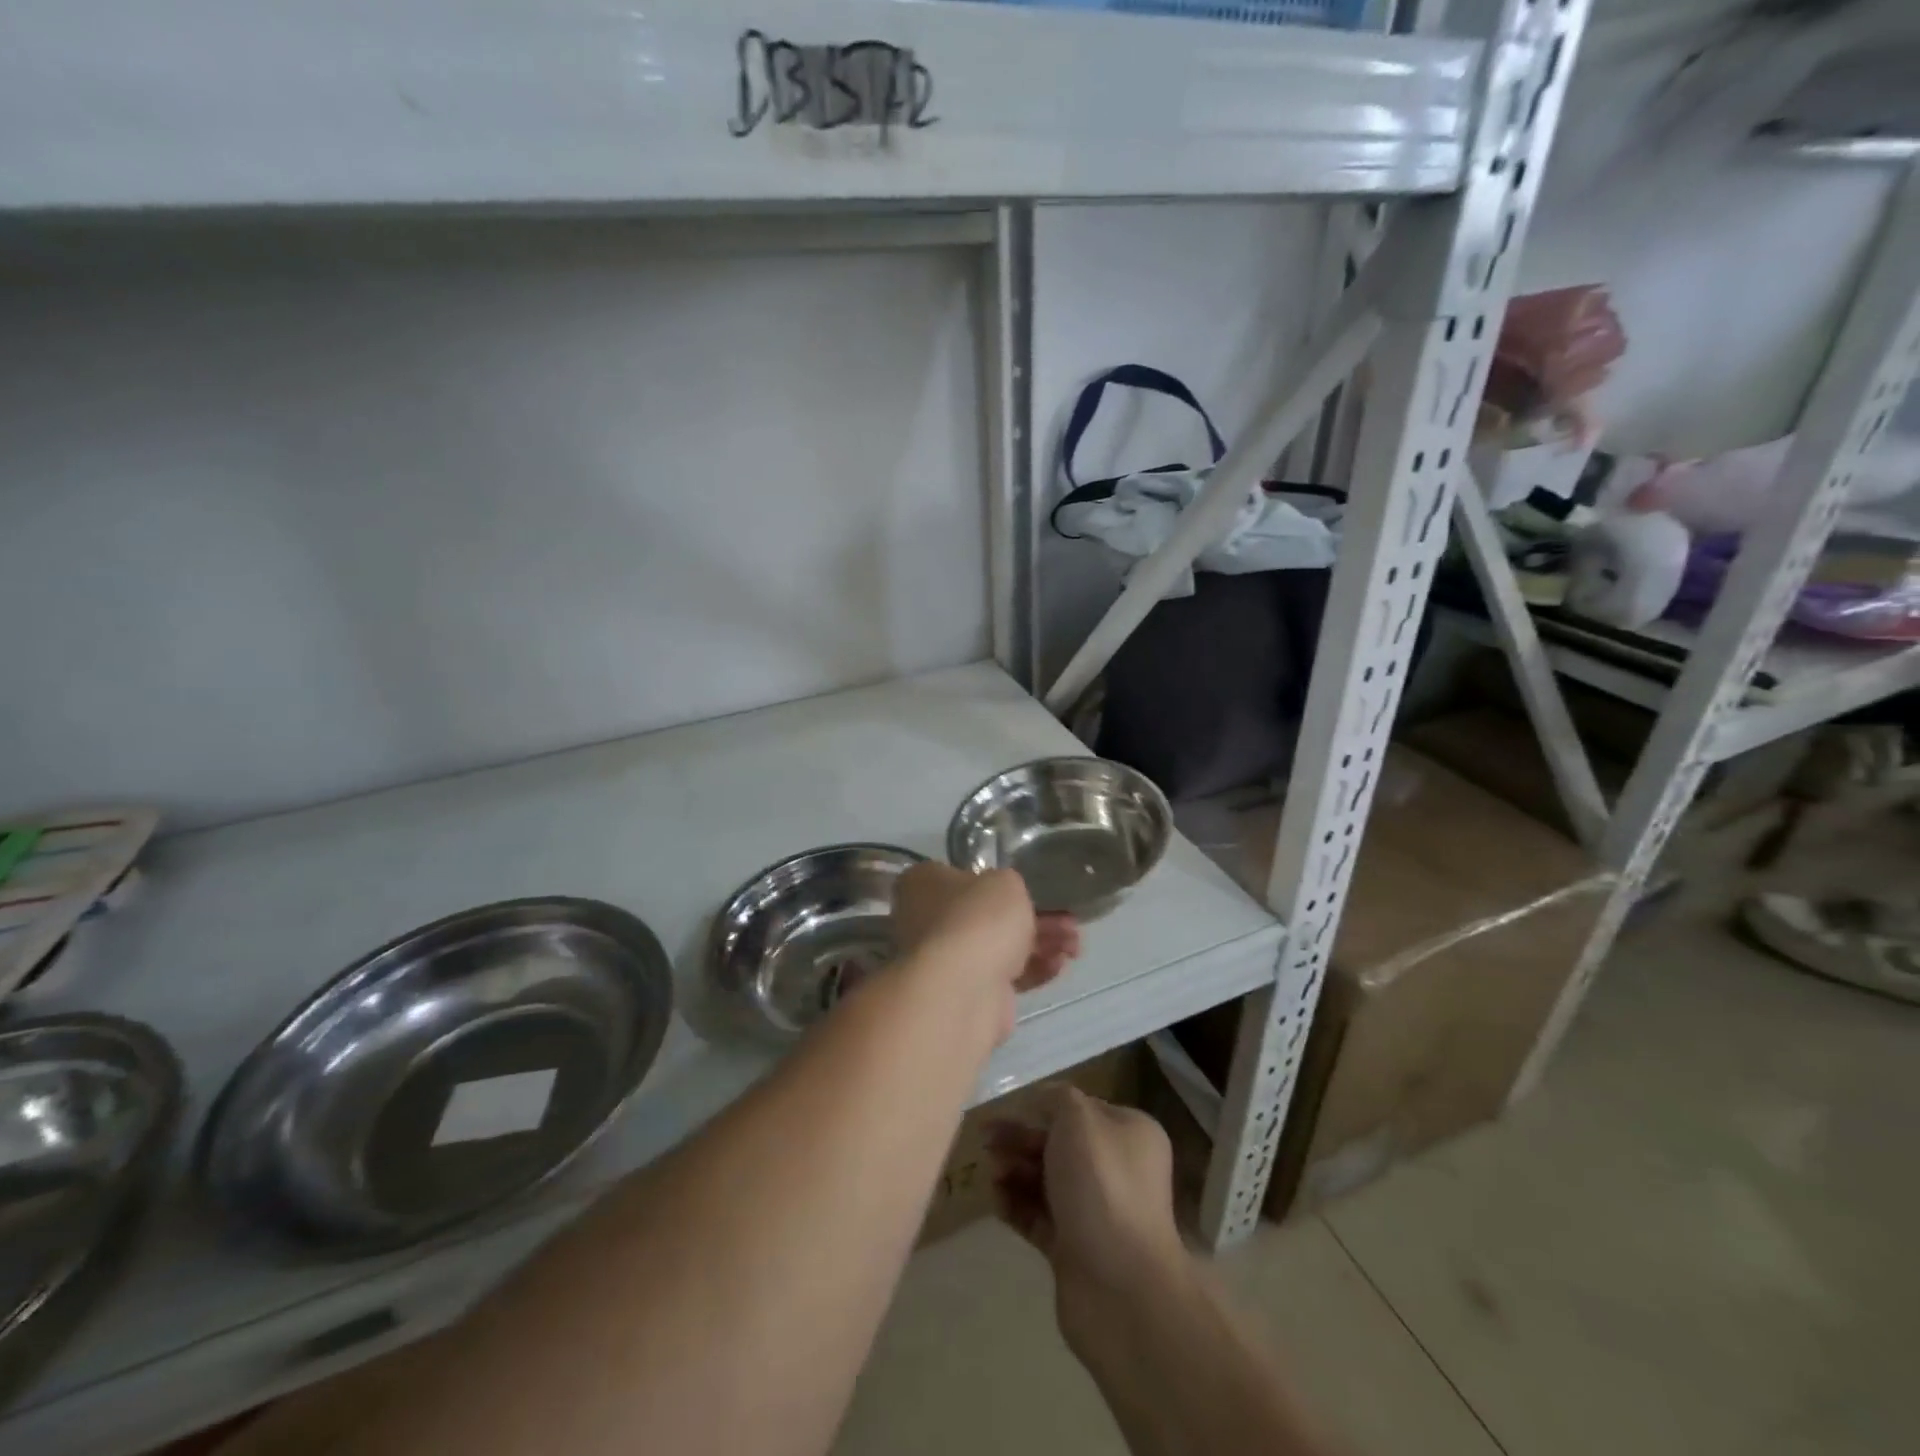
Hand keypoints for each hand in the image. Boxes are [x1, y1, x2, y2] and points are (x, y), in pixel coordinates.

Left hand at [891, 863, 1078, 1002]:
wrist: (963, 990)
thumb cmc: (978, 919)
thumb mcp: (1005, 882)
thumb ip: (1007, 884)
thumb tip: (1002, 896)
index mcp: (924, 883)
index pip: (962, 876)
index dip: (999, 883)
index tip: (1034, 889)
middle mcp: (926, 920)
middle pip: (987, 914)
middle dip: (1035, 917)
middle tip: (1069, 922)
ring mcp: (945, 960)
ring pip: (1000, 946)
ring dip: (1041, 944)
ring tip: (1075, 946)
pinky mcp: (966, 994)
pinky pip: (1004, 976)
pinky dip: (1032, 970)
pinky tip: (1059, 965)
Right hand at [986, 1086, 1185, 1350]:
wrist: (1120, 1287)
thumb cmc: (1102, 1187)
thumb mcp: (1078, 1120)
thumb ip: (1056, 1099)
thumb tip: (1041, 1102)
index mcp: (1128, 1134)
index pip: (1080, 1110)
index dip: (1043, 1108)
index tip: (1008, 1111)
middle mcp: (1117, 1169)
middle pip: (1059, 1144)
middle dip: (1021, 1139)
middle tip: (985, 1140)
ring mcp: (1096, 1211)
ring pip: (1046, 1180)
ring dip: (1015, 1170)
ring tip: (991, 1173)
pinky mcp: (1075, 1248)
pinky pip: (1039, 1217)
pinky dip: (1016, 1205)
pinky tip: (996, 1200)